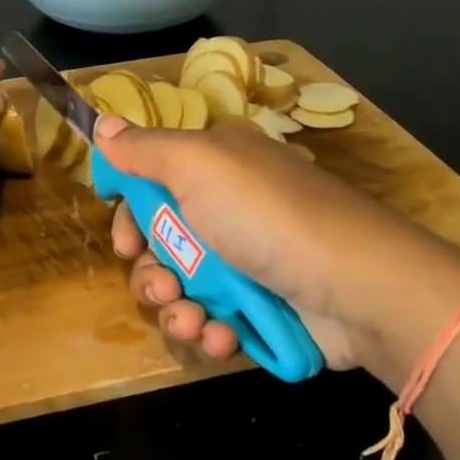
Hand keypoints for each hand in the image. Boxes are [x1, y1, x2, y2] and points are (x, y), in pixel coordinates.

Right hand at [98, 114, 459, 377]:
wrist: (357, 287)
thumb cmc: (267, 216)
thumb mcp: (198, 165)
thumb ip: (144, 149)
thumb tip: (102, 123)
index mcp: (215, 167)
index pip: (152, 187)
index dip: (130, 216)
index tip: (125, 241)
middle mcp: (227, 210)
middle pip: (160, 245)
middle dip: (151, 274)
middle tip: (163, 287)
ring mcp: (246, 262)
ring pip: (182, 289)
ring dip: (177, 310)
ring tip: (195, 320)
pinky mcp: (261, 307)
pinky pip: (214, 321)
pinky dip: (211, 331)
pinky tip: (222, 336)